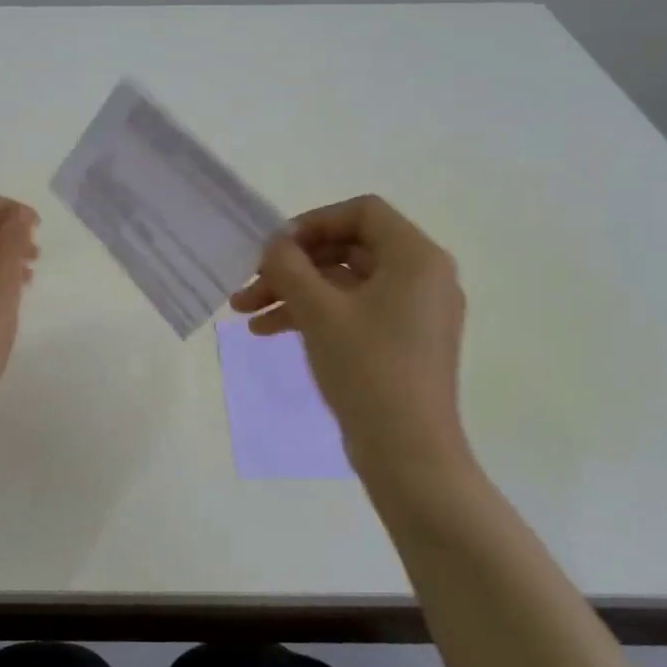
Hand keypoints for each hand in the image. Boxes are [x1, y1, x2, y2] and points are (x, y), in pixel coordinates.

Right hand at [230, 195, 468, 485]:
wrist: (408, 454)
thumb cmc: (367, 369)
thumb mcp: (319, 311)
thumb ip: (289, 266)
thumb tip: (275, 244)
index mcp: (416, 258)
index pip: (362, 212)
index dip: (313, 223)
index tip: (276, 248)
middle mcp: (422, 277)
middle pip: (348, 248)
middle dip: (293, 266)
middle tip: (250, 283)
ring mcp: (413, 312)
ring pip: (344, 283)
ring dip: (294, 292)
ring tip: (244, 312)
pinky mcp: (401, 341)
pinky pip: (353, 311)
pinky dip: (314, 315)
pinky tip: (268, 332)